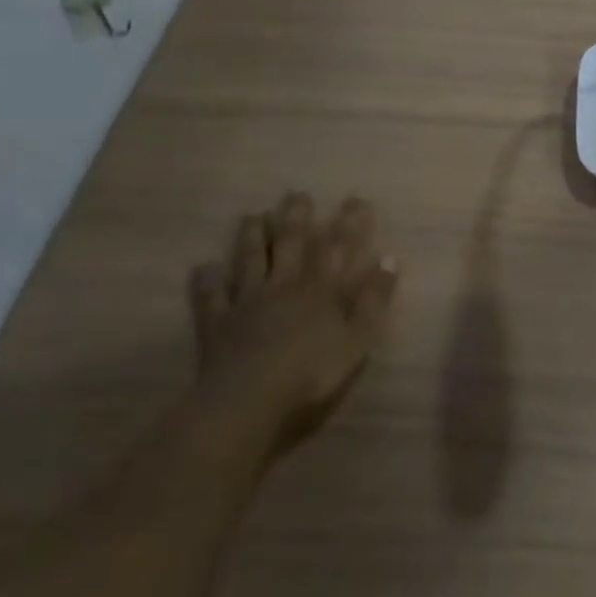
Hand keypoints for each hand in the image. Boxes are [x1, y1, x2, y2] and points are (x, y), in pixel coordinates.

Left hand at [188, 192, 399, 454]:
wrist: (248, 401)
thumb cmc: (310, 373)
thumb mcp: (357, 339)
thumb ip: (373, 300)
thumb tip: (390, 259)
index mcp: (319, 290)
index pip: (336, 247)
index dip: (348, 223)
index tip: (355, 200)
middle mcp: (283, 285)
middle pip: (290, 244)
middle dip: (296, 218)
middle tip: (297, 195)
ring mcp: (247, 302)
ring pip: (250, 260)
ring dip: (253, 237)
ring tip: (255, 215)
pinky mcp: (218, 324)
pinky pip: (212, 297)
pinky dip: (208, 281)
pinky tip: (205, 267)